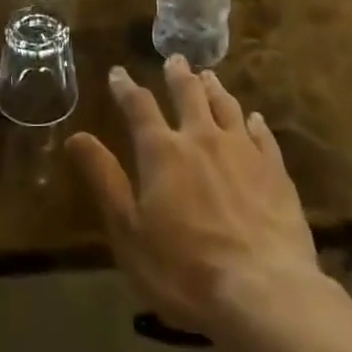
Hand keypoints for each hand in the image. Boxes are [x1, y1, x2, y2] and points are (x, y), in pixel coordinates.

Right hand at [66, 57, 320, 336]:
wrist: (263, 293)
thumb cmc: (184, 271)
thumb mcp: (129, 232)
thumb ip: (104, 180)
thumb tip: (76, 136)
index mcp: (162, 151)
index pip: (139, 107)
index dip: (126, 88)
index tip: (118, 73)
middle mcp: (201, 138)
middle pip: (188, 93)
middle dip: (178, 74)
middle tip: (175, 59)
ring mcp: (242, 150)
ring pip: (226, 105)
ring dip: (214, 88)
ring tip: (208, 76)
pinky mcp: (275, 170)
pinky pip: (262, 135)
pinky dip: (254, 122)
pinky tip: (254, 118)